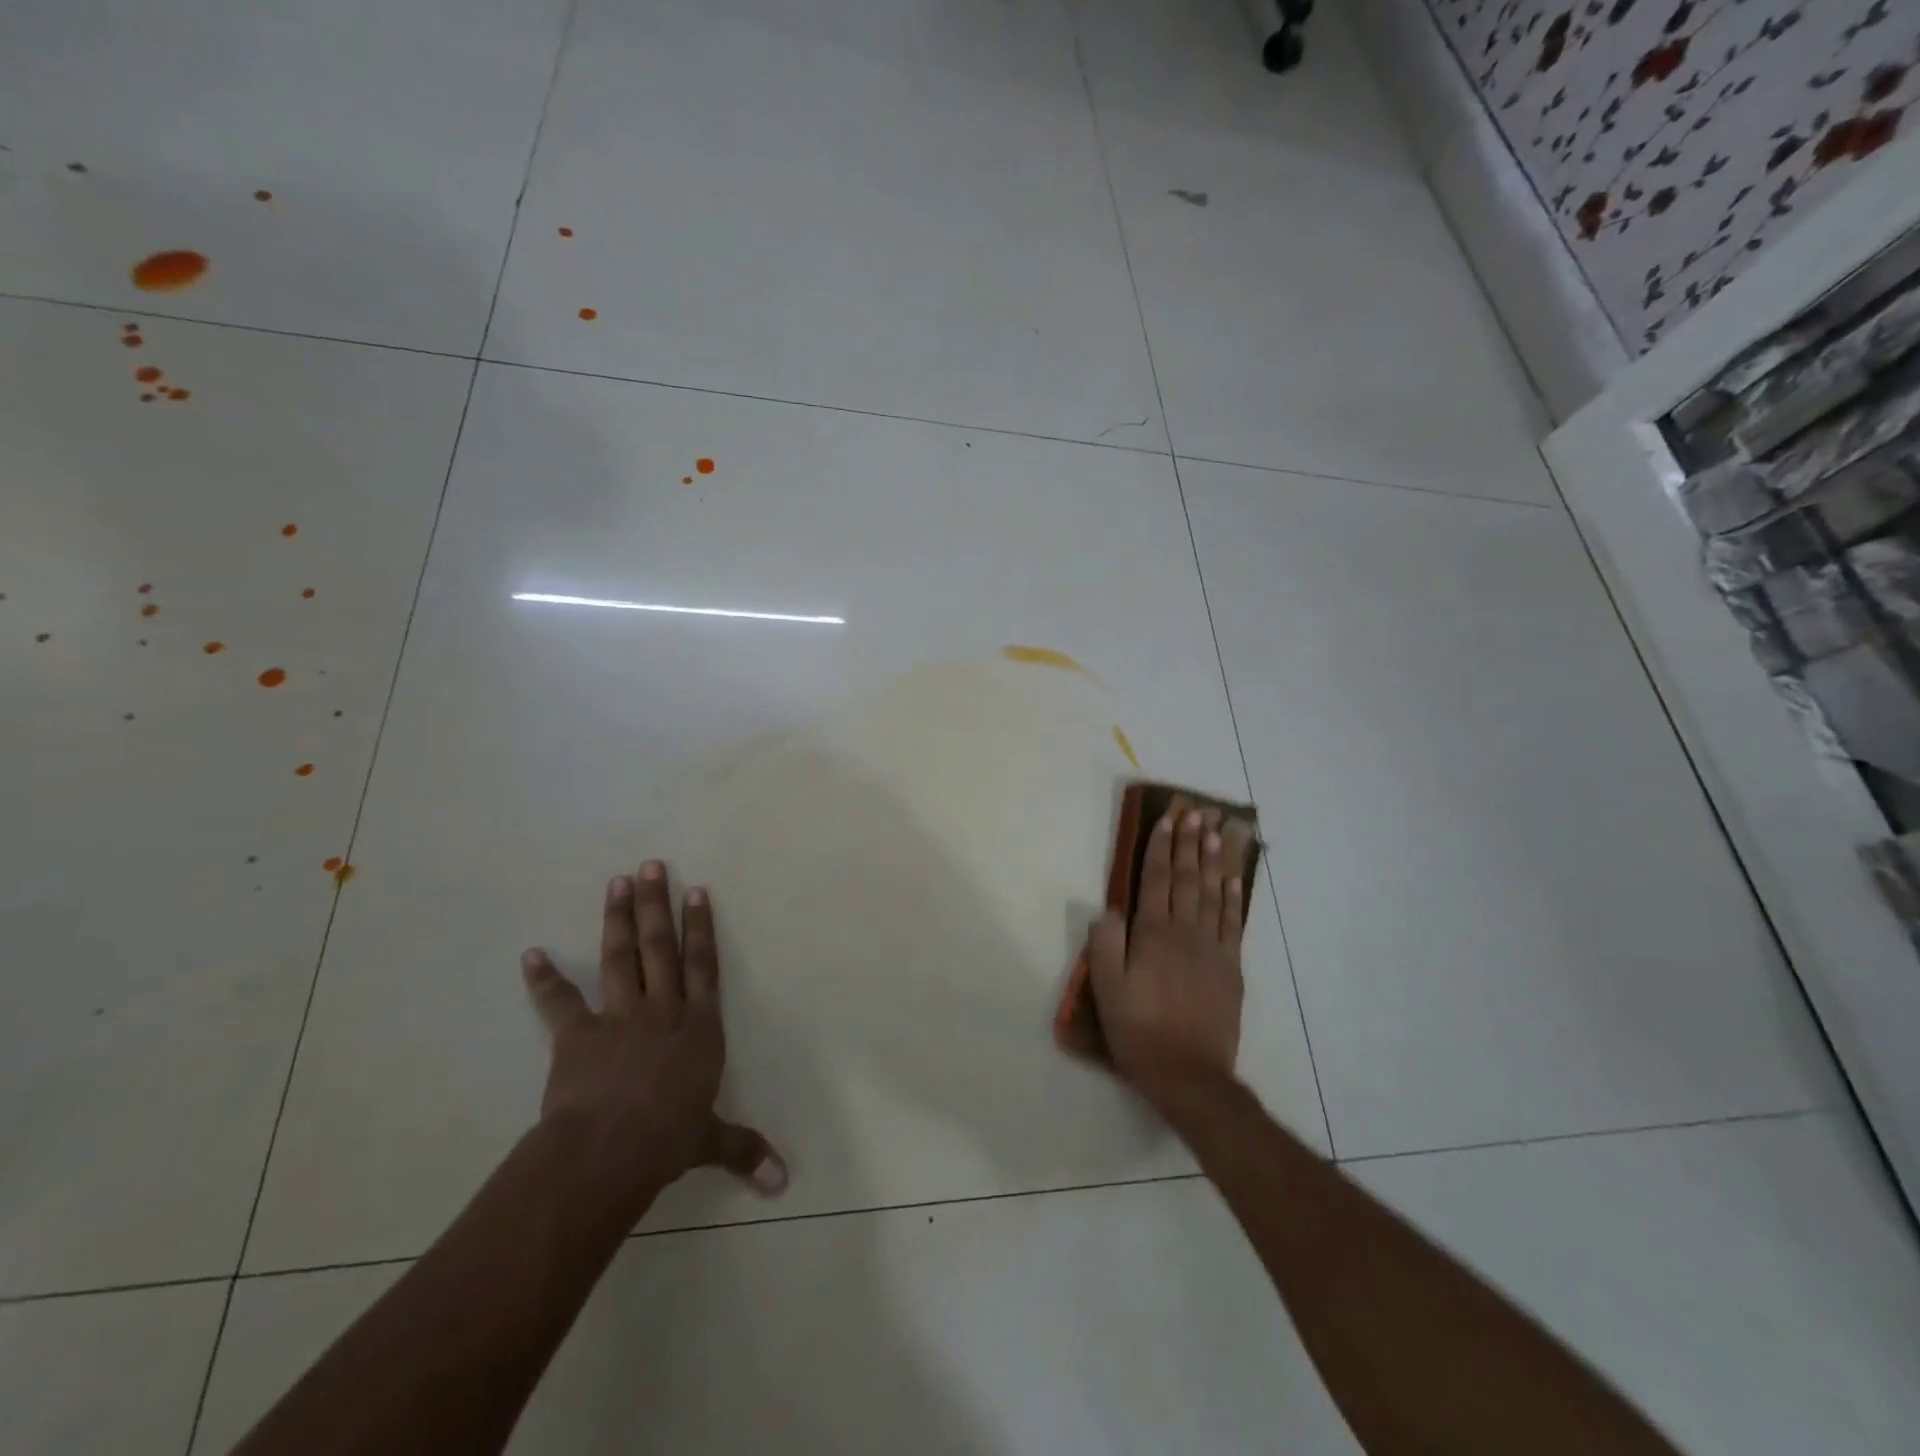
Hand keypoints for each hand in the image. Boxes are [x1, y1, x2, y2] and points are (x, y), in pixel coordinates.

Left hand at [520, 861, 786, 1209]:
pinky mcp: (578, 1035)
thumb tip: (784, 1182)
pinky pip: (560, 1002)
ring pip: (621, 958)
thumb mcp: (711, 1141)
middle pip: (661, 947)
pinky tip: (532, 954)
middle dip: (657, 904)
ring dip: (618, 919)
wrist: (611, 1150)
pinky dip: (545, 979)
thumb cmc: (669, 1137)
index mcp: (700, 1026)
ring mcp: (620, 1017)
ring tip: (617, 882)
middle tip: (651, 865)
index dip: (701, 927)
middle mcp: (664, 1009)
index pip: (704, 965)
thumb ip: (745, 1150)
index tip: (696, 891)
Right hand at [1085, 805, 1248, 1093]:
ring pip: (1212, 895)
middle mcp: (1185, 933)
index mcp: (1152, 935)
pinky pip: (1234, 925)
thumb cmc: (1139, 1031)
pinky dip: (1234, 899)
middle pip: (1187, 880)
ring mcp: (1212, 949)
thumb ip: (1106, 946)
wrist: (1189, 1074)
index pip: (1156, 880)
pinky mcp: (1231, 968)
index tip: (1167, 821)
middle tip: (1196, 814)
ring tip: (1216, 834)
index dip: (1160, 849)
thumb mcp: (1107, 991)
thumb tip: (1110, 909)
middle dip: (1190, 845)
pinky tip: (1233, 881)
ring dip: (1213, 862)